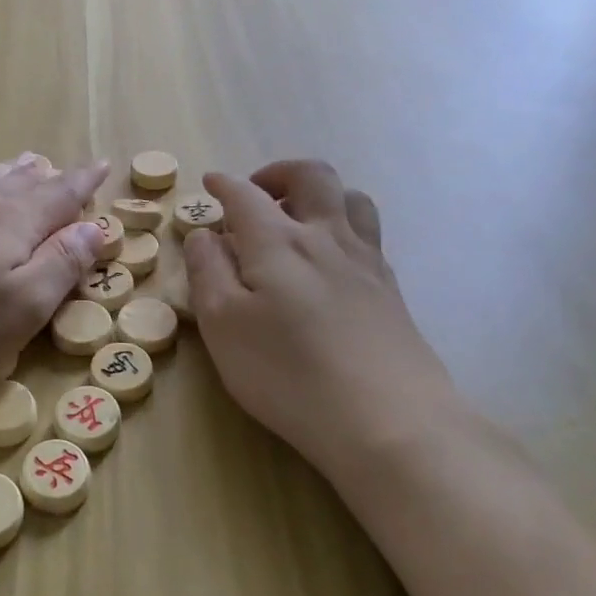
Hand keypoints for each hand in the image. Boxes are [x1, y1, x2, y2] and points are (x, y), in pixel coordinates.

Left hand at [0, 154, 108, 407]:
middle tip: (55, 165)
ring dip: (5, 175)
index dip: (83, 181)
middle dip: (43, 176)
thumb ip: (63, 263)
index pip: (59, 195)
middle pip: (17, 185)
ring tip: (19, 165)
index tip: (102, 165)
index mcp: (12, 223)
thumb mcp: (26, 305)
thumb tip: (94, 227)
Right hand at [183, 160, 455, 476]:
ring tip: (299, 217)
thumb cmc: (289, 373)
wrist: (390, 422)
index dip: (225, 184)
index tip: (211, 183)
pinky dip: (344, 227)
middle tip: (257, 193)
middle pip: (312, 177)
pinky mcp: (391, 290)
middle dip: (279, 173)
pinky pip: (368, 234)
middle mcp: (326, 237)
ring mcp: (366, 262)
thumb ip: (207, 271)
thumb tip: (204, 234)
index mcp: (279, 241)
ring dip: (320, 194)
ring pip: (351, 198)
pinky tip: (331, 261)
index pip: (246, 195)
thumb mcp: (223, 325)